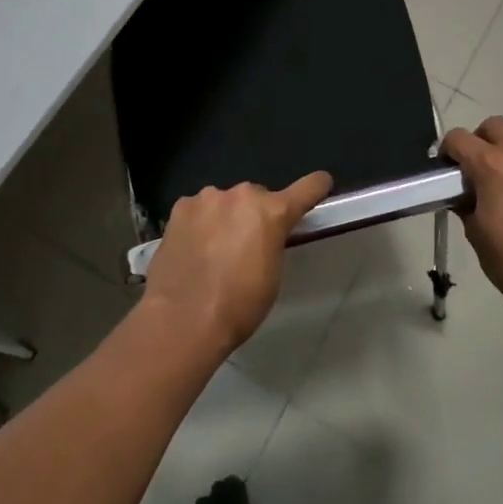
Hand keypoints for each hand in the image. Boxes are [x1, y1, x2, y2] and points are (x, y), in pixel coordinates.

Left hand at [141, 172, 332, 354]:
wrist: (183, 319)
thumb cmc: (238, 306)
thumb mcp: (271, 275)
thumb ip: (272, 242)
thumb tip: (264, 235)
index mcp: (272, 212)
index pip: (306, 189)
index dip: (316, 187)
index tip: (321, 184)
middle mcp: (241, 196)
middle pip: (257, 197)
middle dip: (255, 214)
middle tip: (246, 245)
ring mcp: (207, 198)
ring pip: (225, 202)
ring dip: (226, 217)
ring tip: (214, 251)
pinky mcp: (181, 208)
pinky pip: (199, 210)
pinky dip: (200, 224)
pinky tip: (192, 249)